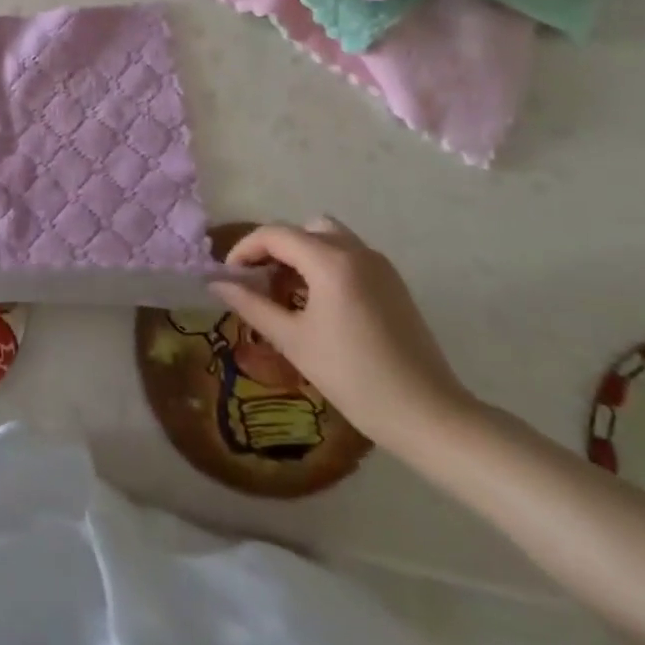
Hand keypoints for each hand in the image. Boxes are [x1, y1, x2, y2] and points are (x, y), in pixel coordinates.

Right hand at [209, 218, 474, 455]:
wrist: (428, 415)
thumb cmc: (354, 378)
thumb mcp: (293, 341)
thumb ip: (251, 305)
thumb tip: (216, 283)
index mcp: (330, 261)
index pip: (274, 234)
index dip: (245, 249)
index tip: (229, 276)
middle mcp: (356, 251)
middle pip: (302, 230)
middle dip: (274, 249)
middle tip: (259, 283)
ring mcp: (380, 265)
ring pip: (328, 238)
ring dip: (301, 254)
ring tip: (288, 294)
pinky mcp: (393, 283)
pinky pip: (349, 256)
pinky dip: (325, 265)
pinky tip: (319, 305)